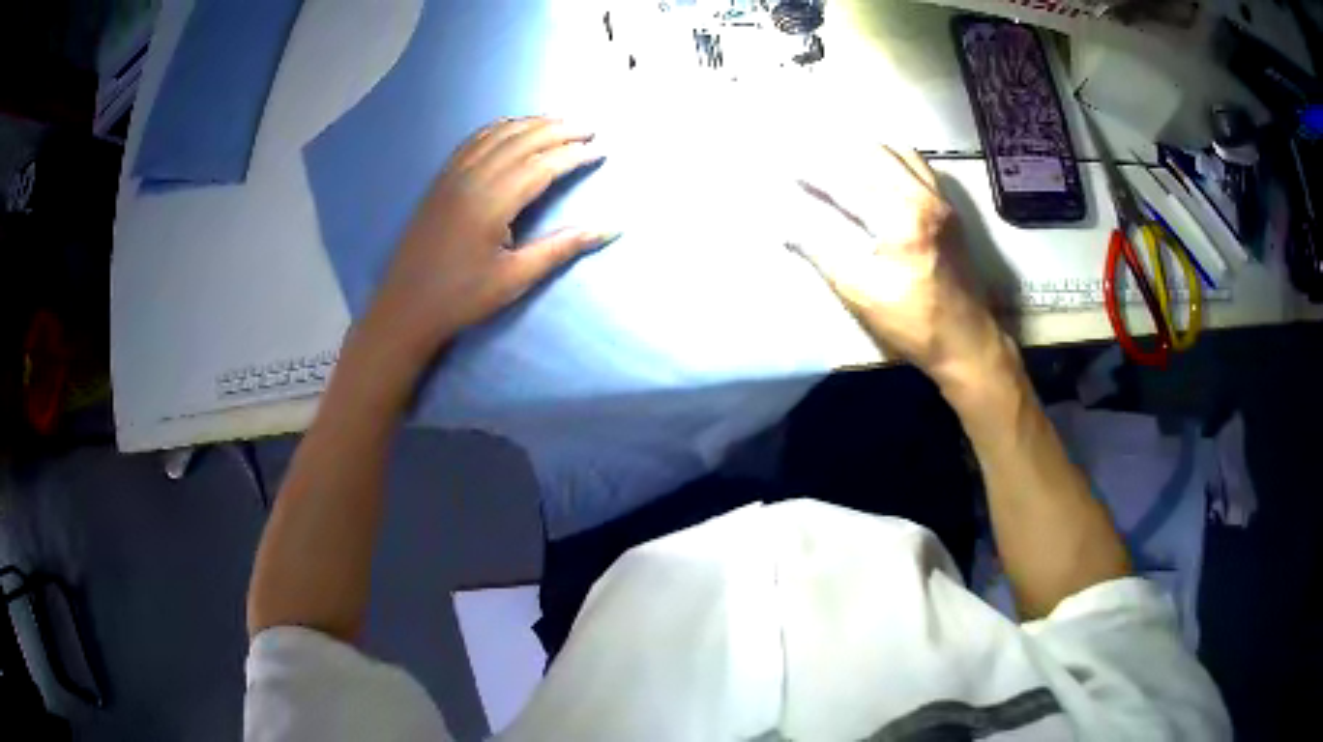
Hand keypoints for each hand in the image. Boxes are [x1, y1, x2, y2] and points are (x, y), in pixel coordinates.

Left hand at [368, 117, 614, 360]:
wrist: (405, 307)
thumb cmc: (462, 298)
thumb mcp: (516, 278)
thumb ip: (562, 247)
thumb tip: (610, 229)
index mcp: (492, 202)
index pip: (542, 165)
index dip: (574, 155)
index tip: (601, 150)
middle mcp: (473, 179)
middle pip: (522, 141)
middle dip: (559, 130)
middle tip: (590, 127)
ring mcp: (453, 175)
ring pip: (498, 135)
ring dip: (531, 123)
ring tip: (560, 121)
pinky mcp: (441, 180)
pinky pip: (473, 141)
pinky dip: (498, 128)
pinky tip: (511, 126)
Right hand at [791, 145, 1005, 387]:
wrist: (967, 340)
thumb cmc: (913, 322)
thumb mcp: (861, 294)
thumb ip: (823, 254)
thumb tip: (788, 228)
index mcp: (900, 219)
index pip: (848, 184)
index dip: (815, 174)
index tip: (789, 167)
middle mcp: (923, 198)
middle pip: (873, 156)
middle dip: (837, 154)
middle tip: (810, 158)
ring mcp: (940, 200)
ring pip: (898, 154)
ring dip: (866, 152)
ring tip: (840, 159)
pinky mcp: (949, 209)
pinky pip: (918, 166)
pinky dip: (892, 159)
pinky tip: (878, 171)